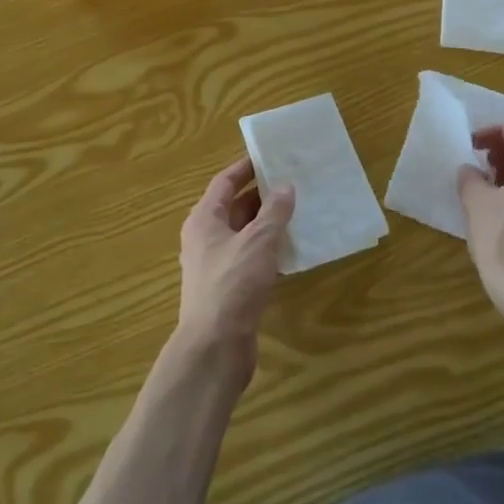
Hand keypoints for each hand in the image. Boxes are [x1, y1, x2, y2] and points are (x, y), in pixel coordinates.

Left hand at [176, 155, 294, 367]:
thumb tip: (285, 186)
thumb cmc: (232, 284)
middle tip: (293, 183)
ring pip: (244, 235)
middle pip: (234, 207)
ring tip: (299, 212)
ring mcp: (215, 265)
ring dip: (267, 224)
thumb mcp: (258, 242)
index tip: (270, 156)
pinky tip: (292, 252)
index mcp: (204, 219)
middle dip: (262, 196)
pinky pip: (250, 259)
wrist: (214, 347)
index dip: (246, 168)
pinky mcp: (228, 289)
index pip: (224, 182)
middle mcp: (205, 238)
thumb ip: (274, 212)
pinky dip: (268, 251)